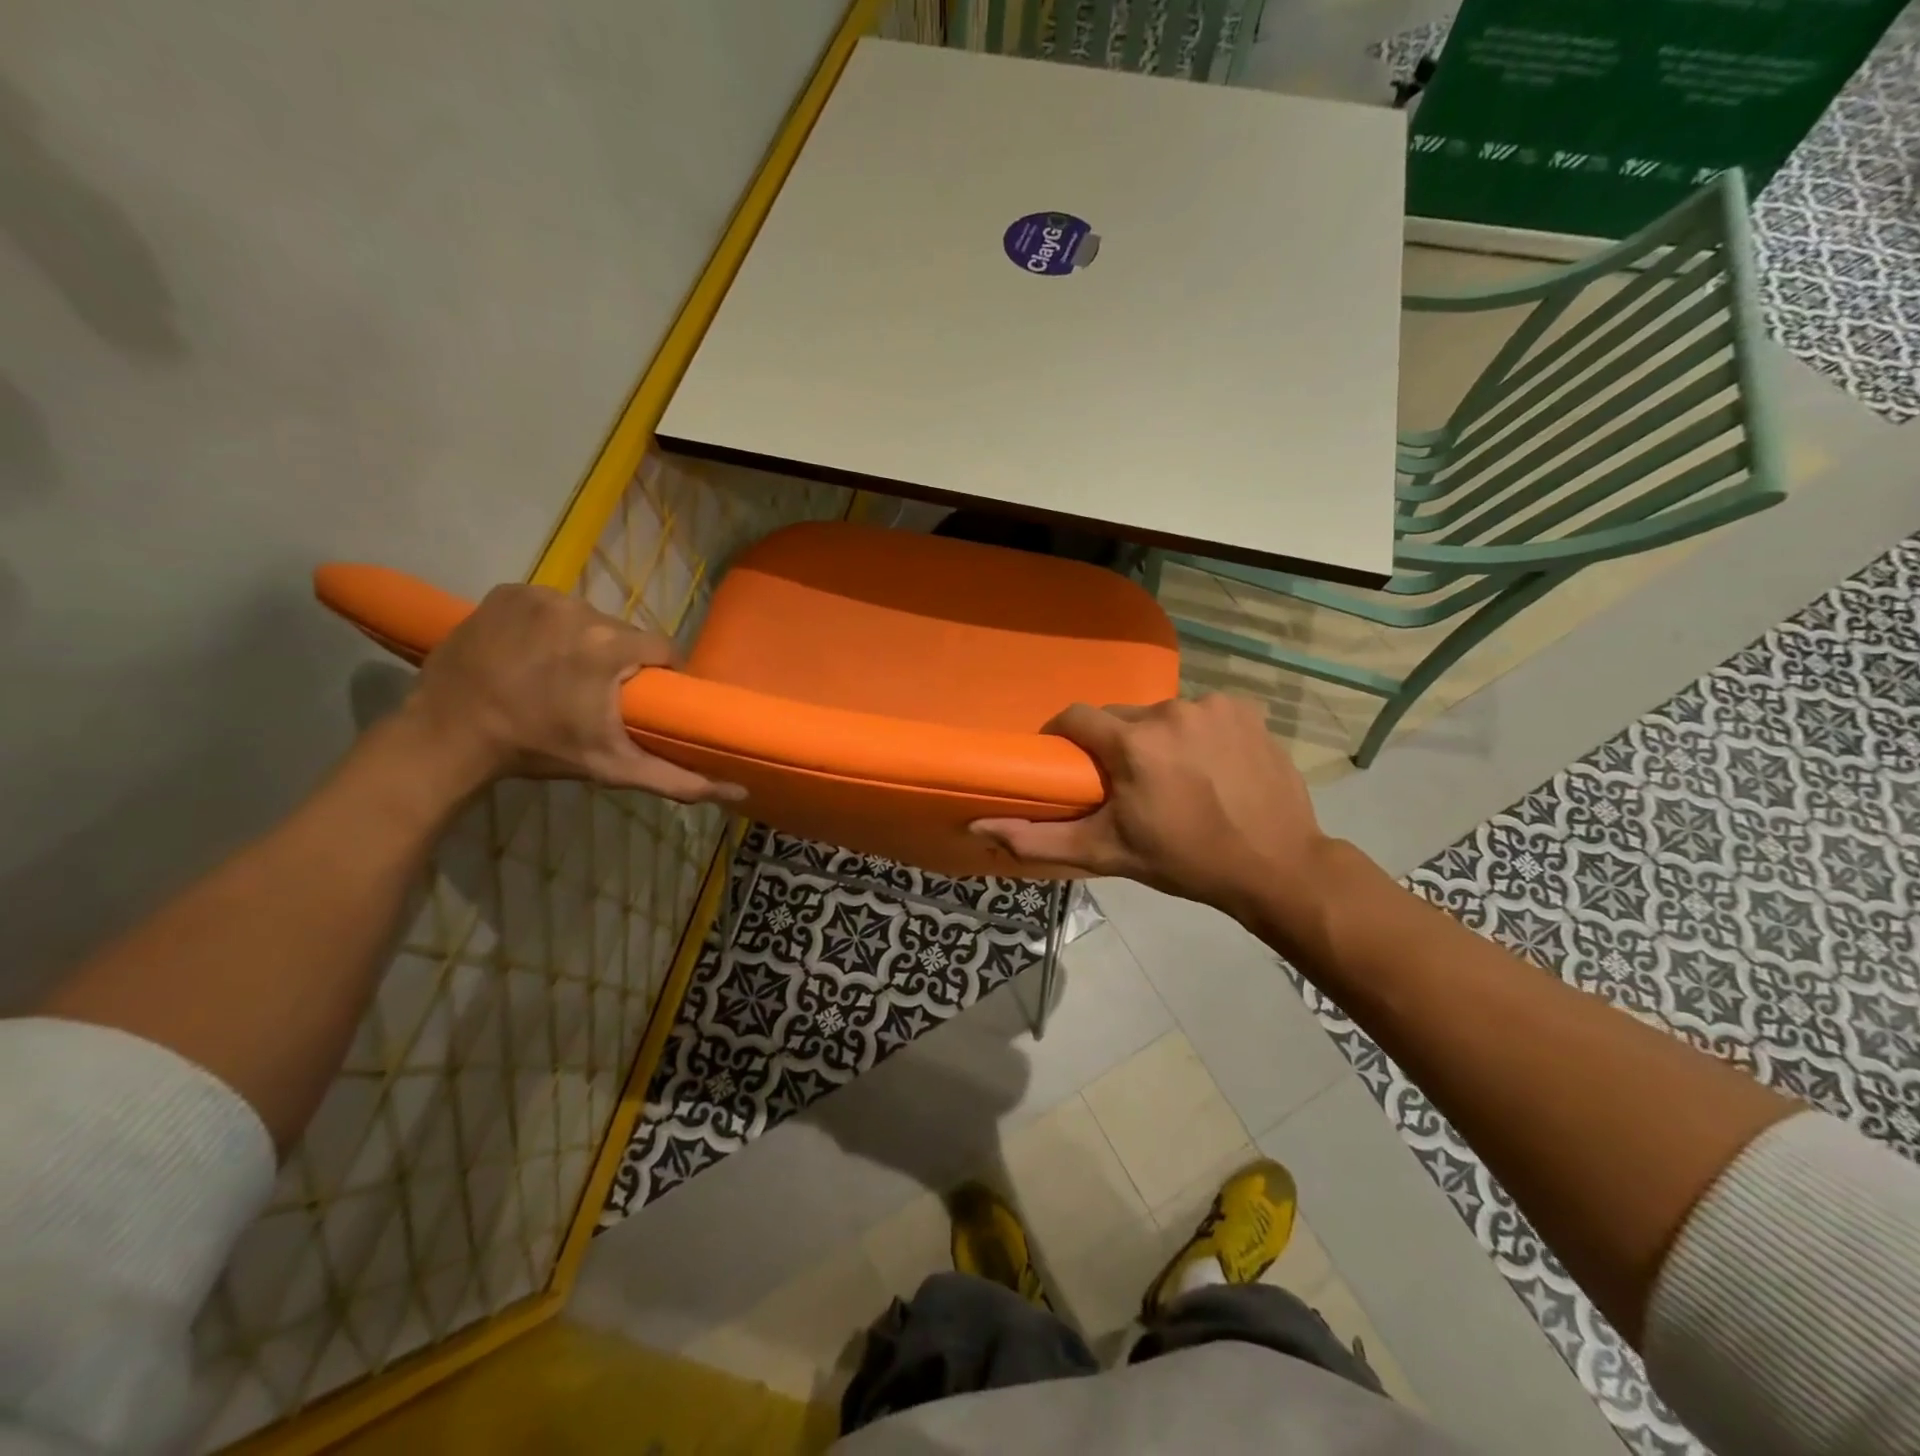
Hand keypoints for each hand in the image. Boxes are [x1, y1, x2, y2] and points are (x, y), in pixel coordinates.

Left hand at [406, 584, 742, 803]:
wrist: (447, 737)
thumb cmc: (537, 751)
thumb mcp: (614, 768)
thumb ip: (679, 780)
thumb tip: (740, 791)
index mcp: (610, 647)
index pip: (663, 649)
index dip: (659, 674)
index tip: (640, 698)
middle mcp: (581, 609)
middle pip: (623, 632)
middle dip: (618, 659)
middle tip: (594, 692)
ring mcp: (540, 595)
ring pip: (587, 617)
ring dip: (583, 640)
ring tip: (560, 673)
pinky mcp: (507, 591)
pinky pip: (549, 605)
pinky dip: (547, 624)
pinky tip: (530, 651)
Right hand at [972, 696, 1327, 927]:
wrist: (1276, 866)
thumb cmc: (1184, 861)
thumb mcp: (1107, 853)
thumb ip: (1038, 839)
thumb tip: (979, 825)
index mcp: (1133, 743)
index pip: (1076, 717)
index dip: (1065, 737)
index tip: (1070, 762)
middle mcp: (1170, 711)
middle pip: (1121, 716)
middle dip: (1115, 743)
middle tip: (1125, 782)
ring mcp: (1213, 705)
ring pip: (1162, 714)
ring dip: (1157, 738)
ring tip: (1173, 777)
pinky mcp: (1245, 709)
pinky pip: (1201, 713)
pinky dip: (1196, 733)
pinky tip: (1210, 766)